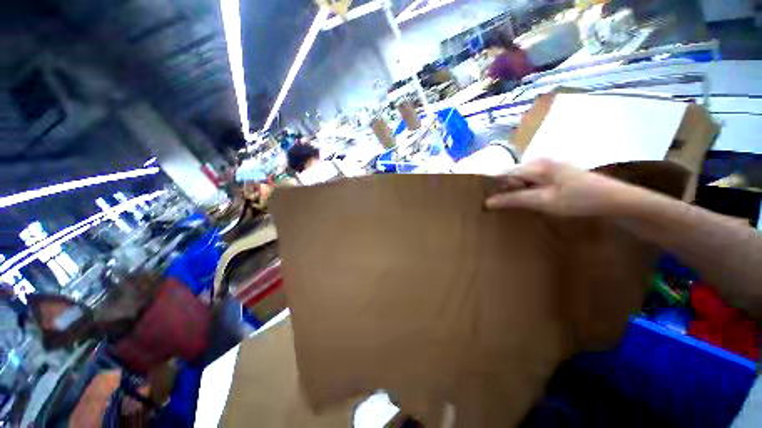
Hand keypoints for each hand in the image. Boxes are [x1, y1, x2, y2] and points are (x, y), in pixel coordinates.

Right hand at [485, 159, 632, 216]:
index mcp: (536, 165)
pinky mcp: (554, 172)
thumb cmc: (579, 200)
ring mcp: (548, 166)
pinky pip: (531, 179)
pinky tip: (526, 200)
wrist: (615, 200)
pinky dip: (524, 189)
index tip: (484, 200)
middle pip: (512, 174)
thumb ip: (514, 200)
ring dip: (513, 190)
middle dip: (503, 189)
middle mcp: (540, 161)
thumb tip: (487, 202)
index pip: (504, 174)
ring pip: (520, 177)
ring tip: (508, 205)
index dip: (492, 186)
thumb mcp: (544, 202)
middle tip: (496, 206)